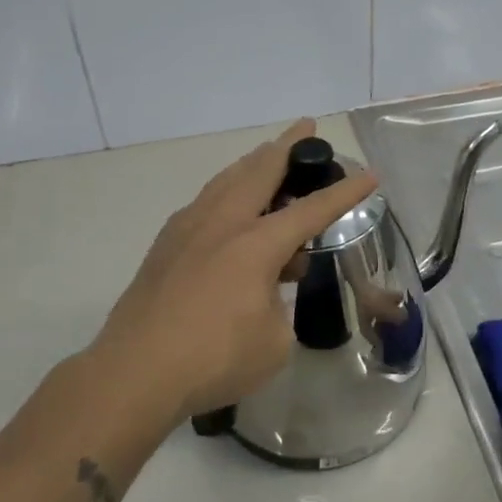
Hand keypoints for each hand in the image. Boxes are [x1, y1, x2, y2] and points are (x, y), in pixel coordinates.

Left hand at [82, 119, 376, 430]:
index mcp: (256, 245)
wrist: (132, 375)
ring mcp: (188, 230)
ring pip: (226, 179)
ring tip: (267, 154)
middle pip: (260, 171)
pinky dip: (226, 190)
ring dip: (253, 163)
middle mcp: (223, 224)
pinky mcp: (165, 246)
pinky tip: (228, 205)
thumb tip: (265, 293)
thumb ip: (278, 305)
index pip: (311, 211)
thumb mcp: (273, 341)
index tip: (368, 174)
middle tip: (306, 126)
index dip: (344, 193)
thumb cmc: (213, 360)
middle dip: (288, 146)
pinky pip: (204, 201)